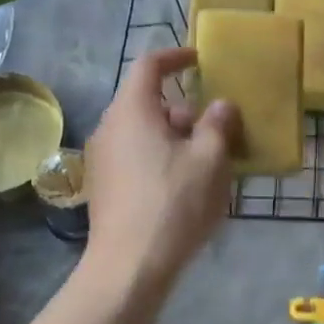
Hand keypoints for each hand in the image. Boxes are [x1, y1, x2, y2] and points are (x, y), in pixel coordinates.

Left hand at [82, 48, 239, 293]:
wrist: (130, 266)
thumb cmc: (173, 202)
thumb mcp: (210, 159)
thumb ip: (218, 124)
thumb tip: (221, 106)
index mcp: (133, 111)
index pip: (149, 66)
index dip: (175, 57)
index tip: (199, 60)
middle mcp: (110, 128)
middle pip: (149, 103)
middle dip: (186, 110)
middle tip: (218, 129)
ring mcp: (103, 159)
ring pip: (145, 132)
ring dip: (177, 137)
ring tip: (209, 161)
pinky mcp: (105, 187)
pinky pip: (137, 156)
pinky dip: (163, 157)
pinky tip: (186, 185)